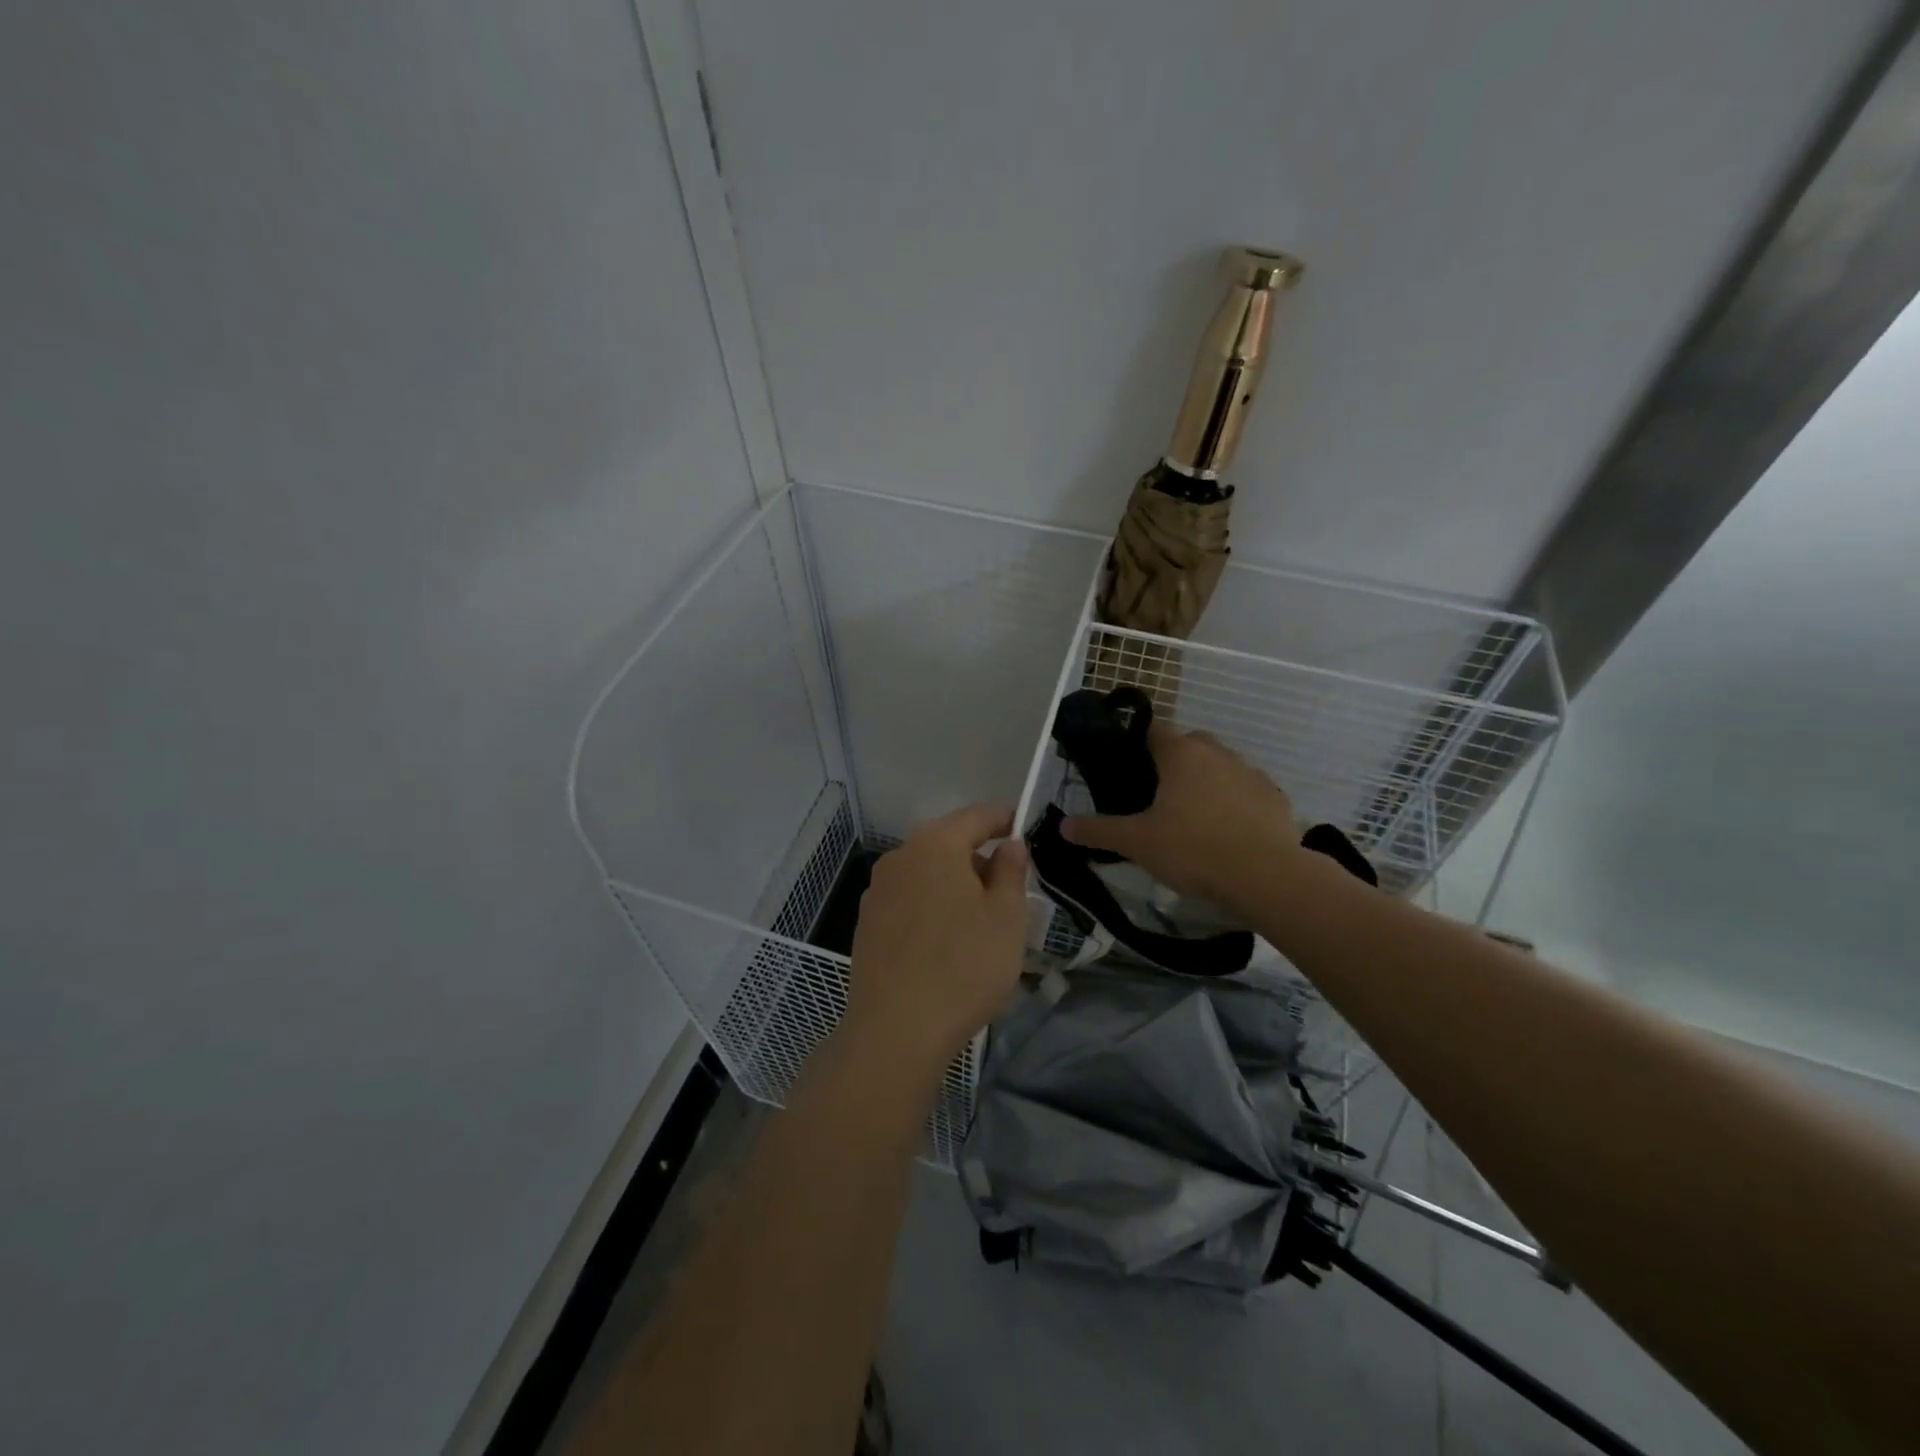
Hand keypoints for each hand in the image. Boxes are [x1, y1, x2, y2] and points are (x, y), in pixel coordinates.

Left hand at [843, 805, 1029, 1082]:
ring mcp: (877, 892)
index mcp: (935, 845)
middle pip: (947, 843)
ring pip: (926, 874)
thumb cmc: (964, 966)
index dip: (1002, 820)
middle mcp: (900, 858)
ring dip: (953, 885)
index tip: (1022, 829)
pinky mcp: (866, 924)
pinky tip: (945, 943)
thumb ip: (1011, 871)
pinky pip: (908, 901)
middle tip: (1008, 888)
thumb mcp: (1006, 917)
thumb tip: (1008, 845)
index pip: (975, 816)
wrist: (896, 1030)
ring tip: (979, 921)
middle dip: (978, 858)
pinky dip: (931, 908)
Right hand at [1062, 725, 1298, 911]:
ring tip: (1194, 817)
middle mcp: (1218, 753)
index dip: (1138, 740)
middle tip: (1157, 794)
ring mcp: (1252, 773)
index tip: (1128, 762)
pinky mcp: (1276, 798)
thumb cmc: (1193, 849)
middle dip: (1174, 761)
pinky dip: (1236, 803)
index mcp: (1181, 754)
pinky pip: (1248, 791)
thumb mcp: (1137, 843)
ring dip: (1207, 781)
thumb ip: (1098, 831)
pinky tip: (1229, 832)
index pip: (1154, 728)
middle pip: (1190, 744)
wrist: (1265, 876)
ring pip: (1221, 766)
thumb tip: (1062, 825)